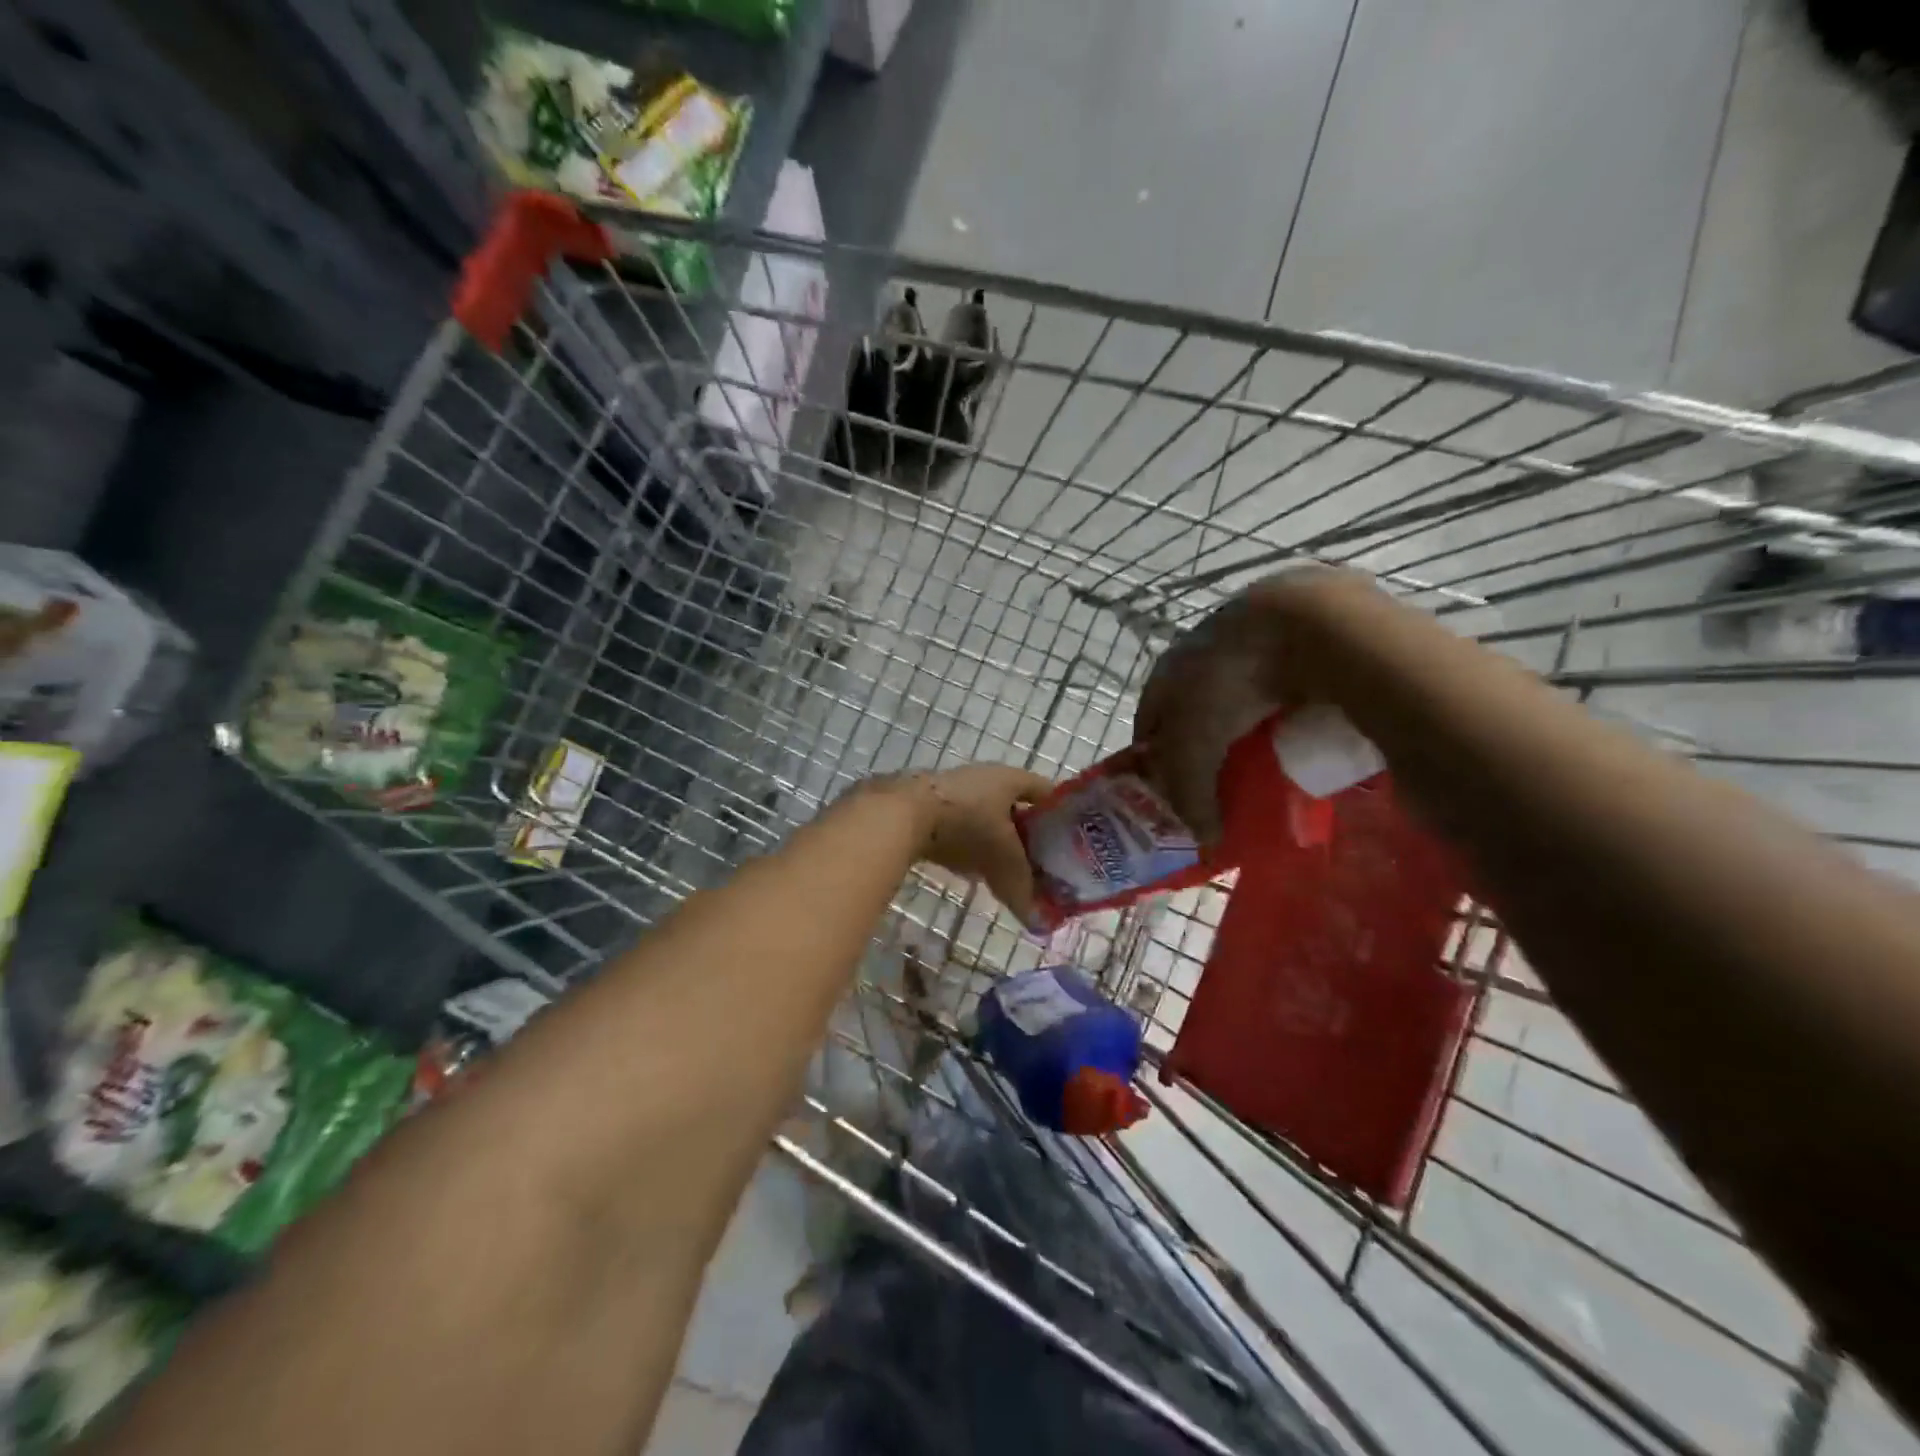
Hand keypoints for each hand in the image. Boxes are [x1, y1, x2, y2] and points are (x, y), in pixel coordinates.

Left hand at [906, 764, 1051, 924]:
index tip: (1070, 841)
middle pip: (1015, 807)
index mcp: (1010, 778)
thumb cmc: (968, 825)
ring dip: (996, 842)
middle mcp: (984, 778)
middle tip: (1039, 864)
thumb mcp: (1002, 858)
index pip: (1045, 791)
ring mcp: (954, 790)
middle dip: (1027, 835)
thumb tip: (1038, 922)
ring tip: (1008, 872)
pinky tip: (972, 871)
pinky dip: (970, 847)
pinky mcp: (930, 807)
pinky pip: (960, 828)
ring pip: (986, 818)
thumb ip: (1022, 887)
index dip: (1060, 815)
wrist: (904, 815)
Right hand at [1133, 569, 1362, 842]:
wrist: (1303, 623)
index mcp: (1167, 671)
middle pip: (1195, 708)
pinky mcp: (1298, 633)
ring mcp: (1252, 638)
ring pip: (1242, 694)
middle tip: (1224, 782)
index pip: (1149, 723)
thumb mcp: (1194, 746)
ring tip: (1270, 759)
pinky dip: (1288, 707)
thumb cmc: (1227, 685)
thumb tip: (1205, 842)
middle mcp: (1201, 650)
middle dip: (1206, 746)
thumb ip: (1189, 795)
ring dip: (1249, 725)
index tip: (1170, 796)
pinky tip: (1303, 727)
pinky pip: (1285, 682)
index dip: (1155, 761)